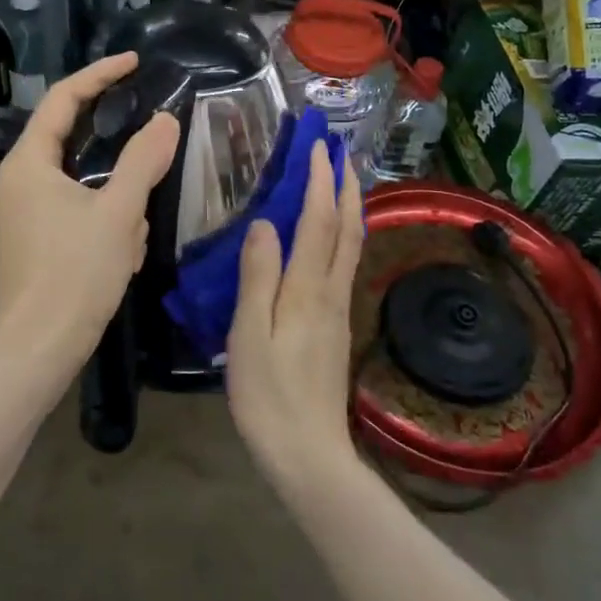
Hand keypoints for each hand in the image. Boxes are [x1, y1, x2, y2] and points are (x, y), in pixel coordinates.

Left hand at [0, 52, 179, 378]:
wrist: (38, 349)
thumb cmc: (76, 275)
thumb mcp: (119, 214)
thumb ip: (143, 161)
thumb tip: (165, 121)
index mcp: (28, 163)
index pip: (63, 99)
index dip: (100, 75)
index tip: (134, 62)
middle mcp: (17, 180)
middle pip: (69, 139)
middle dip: (115, 150)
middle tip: (151, 144)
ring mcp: (21, 211)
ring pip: (80, 182)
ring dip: (114, 198)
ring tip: (134, 233)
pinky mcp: (32, 237)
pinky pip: (75, 209)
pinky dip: (104, 219)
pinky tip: (123, 251)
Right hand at [225, 141, 365, 498]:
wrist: (309, 454)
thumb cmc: (268, 397)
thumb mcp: (248, 337)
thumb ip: (257, 278)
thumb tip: (265, 223)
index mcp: (307, 291)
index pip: (318, 222)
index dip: (319, 182)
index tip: (318, 146)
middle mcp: (331, 292)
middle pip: (347, 229)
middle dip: (345, 186)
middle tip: (340, 151)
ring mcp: (339, 309)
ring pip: (351, 245)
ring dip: (348, 207)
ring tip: (341, 180)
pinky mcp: (337, 325)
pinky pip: (344, 264)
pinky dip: (343, 234)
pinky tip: (332, 235)